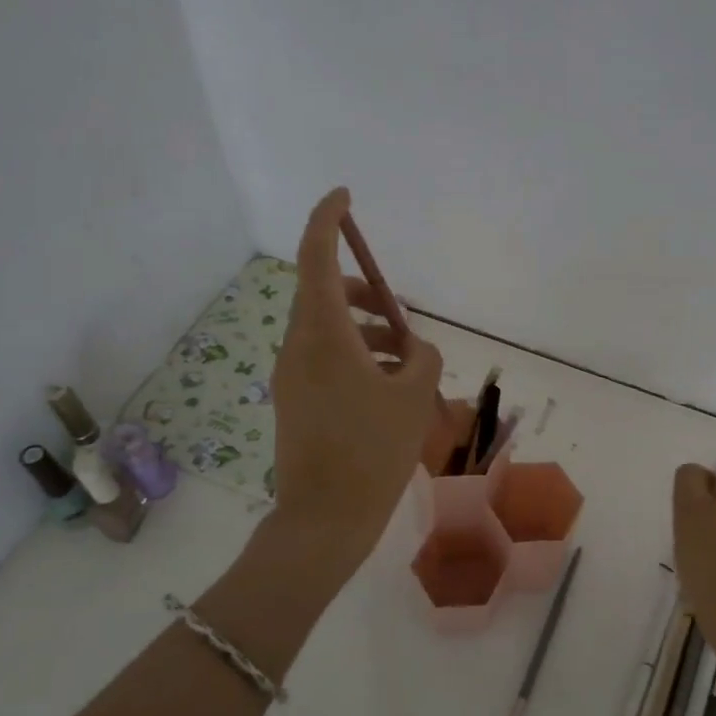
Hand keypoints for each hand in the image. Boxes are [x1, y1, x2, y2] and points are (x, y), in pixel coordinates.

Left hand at [270, 188, 443, 578]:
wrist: (325, 519)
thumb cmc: (372, 450)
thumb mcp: (414, 397)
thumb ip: (423, 357)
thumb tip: (414, 349)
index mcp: (323, 334)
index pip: (316, 256)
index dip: (327, 219)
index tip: (344, 196)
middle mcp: (298, 346)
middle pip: (323, 293)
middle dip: (363, 293)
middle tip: (400, 315)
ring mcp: (292, 375)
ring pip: (327, 329)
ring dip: (366, 330)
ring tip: (407, 362)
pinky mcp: (294, 400)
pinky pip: (325, 358)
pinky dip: (356, 356)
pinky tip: (388, 388)